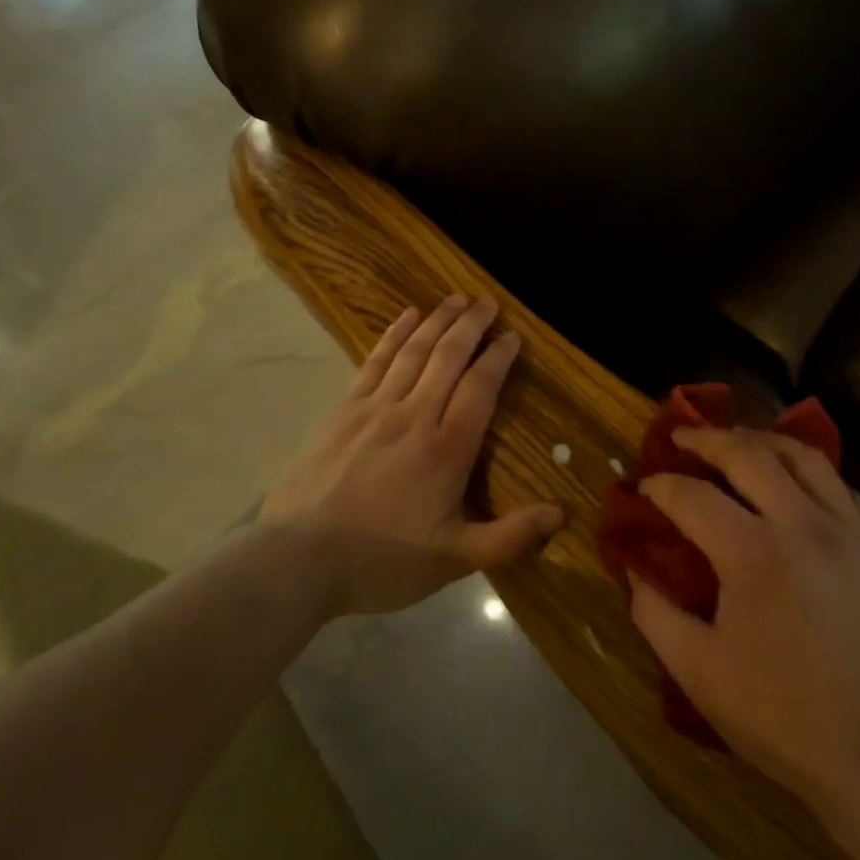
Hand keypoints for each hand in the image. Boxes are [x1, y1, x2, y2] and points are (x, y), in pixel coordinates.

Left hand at [259, 295, 563, 617]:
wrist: (298, 560)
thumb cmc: (381, 560)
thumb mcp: (454, 560)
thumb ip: (510, 537)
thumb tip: (561, 513)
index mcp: (446, 448)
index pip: (480, 388)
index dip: (498, 358)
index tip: (512, 336)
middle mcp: (415, 415)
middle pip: (449, 357)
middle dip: (472, 326)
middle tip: (488, 302)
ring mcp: (376, 408)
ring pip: (414, 351)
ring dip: (438, 320)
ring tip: (456, 299)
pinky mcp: (345, 410)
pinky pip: (376, 361)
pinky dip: (394, 334)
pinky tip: (406, 316)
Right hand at [627, 427, 859, 817]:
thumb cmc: (781, 717)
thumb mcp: (698, 672)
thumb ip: (654, 614)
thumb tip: (634, 570)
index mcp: (754, 554)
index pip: (693, 496)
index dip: (661, 486)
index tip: (645, 486)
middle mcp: (805, 526)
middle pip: (749, 453)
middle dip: (707, 438)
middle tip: (682, 436)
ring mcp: (852, 532)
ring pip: (805, 456)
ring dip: (763, 440)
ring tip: (738, 442)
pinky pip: (843, 487)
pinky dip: (810, 473)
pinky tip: (796, 485)